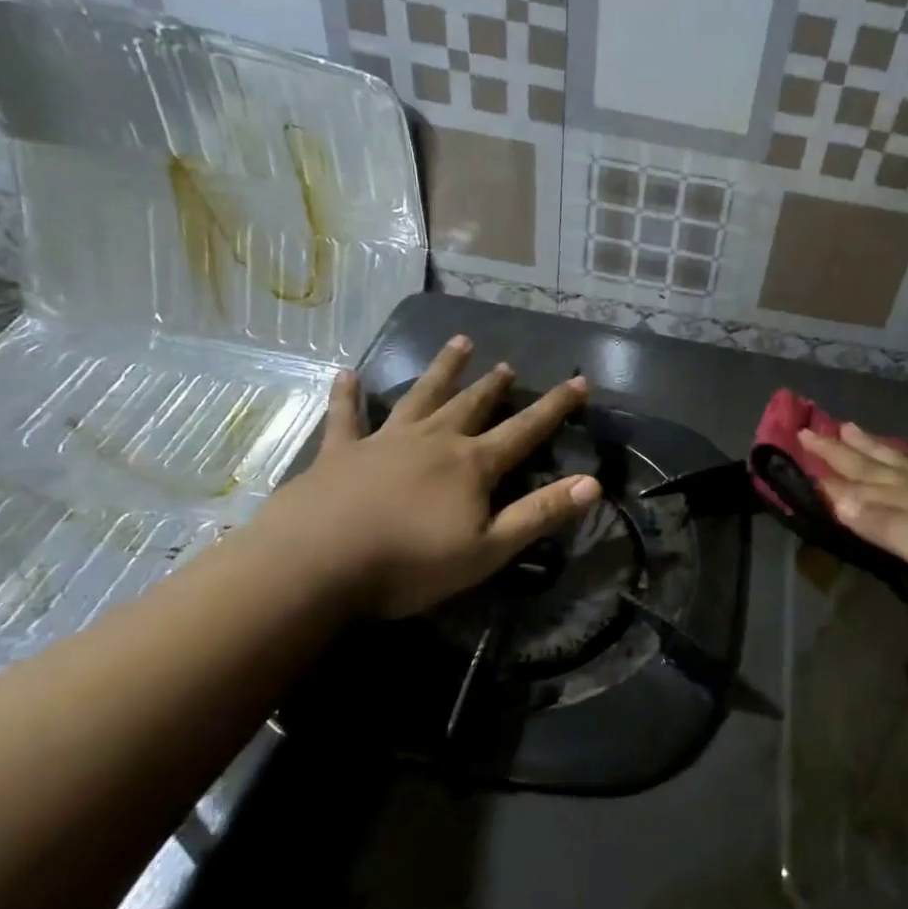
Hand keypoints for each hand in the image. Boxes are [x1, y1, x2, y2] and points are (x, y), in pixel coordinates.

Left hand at [259, 336, 599, 616]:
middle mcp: (434, 440)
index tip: (579, 381)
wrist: (314, 564)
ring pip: (421, 396)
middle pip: (472, 405)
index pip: (525, 429)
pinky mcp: (339, 452)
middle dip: (494, 385)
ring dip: (442, 370)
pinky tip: (345, 373)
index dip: (555, 406)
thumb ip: (539, 514)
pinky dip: (347, 395)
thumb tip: (593, 482)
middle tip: (507, 364)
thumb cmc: (409, 564)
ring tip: (459, 343)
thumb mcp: (487, 549)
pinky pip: (346, 417)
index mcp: (472, 464)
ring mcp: (385, 441)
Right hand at [799, 423, 907, 630]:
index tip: (800, 443)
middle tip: (814, 428)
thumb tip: (835, 497)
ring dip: (878, 448)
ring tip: (855, 429)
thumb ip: (884, 525)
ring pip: (906, 463)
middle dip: (844, 450)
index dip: (830, 466)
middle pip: (880, 465)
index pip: (861, 481)